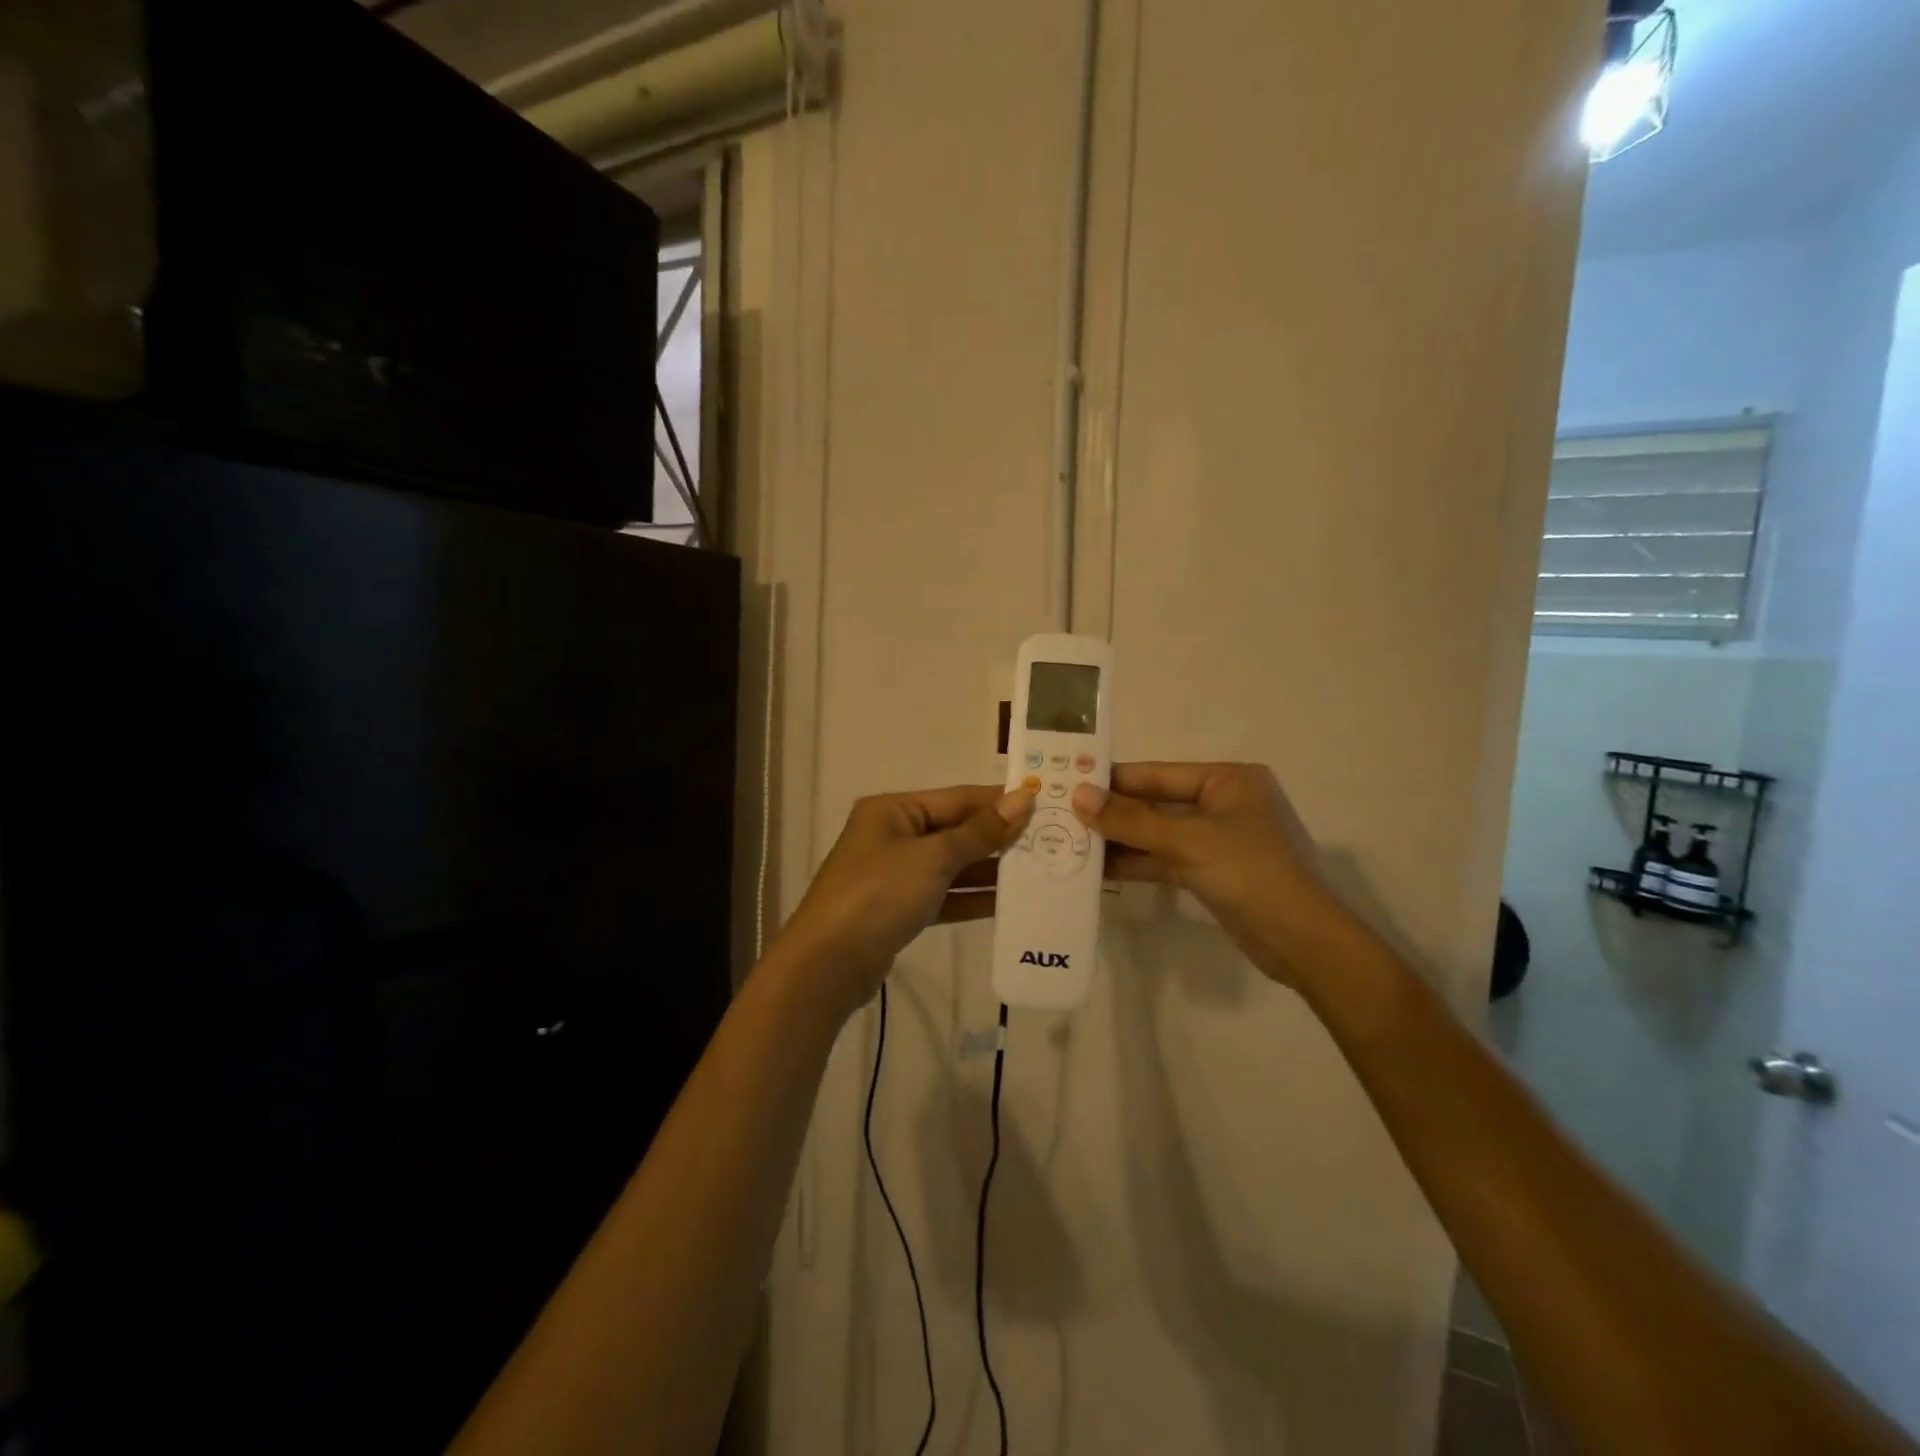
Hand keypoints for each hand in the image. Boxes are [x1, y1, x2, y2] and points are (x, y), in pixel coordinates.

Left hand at [777, 786, 1034, 1014]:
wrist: (828, 965)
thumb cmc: (879, 894)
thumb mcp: (932, 858)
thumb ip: (980, 831)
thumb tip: (1023, 798)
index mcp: (894, 810)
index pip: (957, 798)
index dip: (999, 801)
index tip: (1044, 803)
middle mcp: (893, 835)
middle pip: (956, 830)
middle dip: (999, 836)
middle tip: (1051, 840)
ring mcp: (895, 874)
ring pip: (952, 865)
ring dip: (990, 869)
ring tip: (1038, 870)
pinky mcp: (900, 908)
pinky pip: (944, 894)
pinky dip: (971, 897)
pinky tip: (1007, 902)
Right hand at [1071, 763, 1359, 991]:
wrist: (1302, 941)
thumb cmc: (1250, 873)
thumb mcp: (1187, 841)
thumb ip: (1131, 819)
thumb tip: (1078, 796)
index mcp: (1227, 780)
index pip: (1158, 773)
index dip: (1113, 780)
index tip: (1069, 781)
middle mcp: (1223, 803)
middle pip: (1156, 802)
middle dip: (1113, 812)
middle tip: (1062, 813)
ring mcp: (1218, 839)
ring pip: (1158, 833)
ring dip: (1121, 839)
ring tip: (1070, 841)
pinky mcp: (1212, 871)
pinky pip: (1166, 859)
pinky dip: (1138, 862)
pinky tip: (1100, 868)